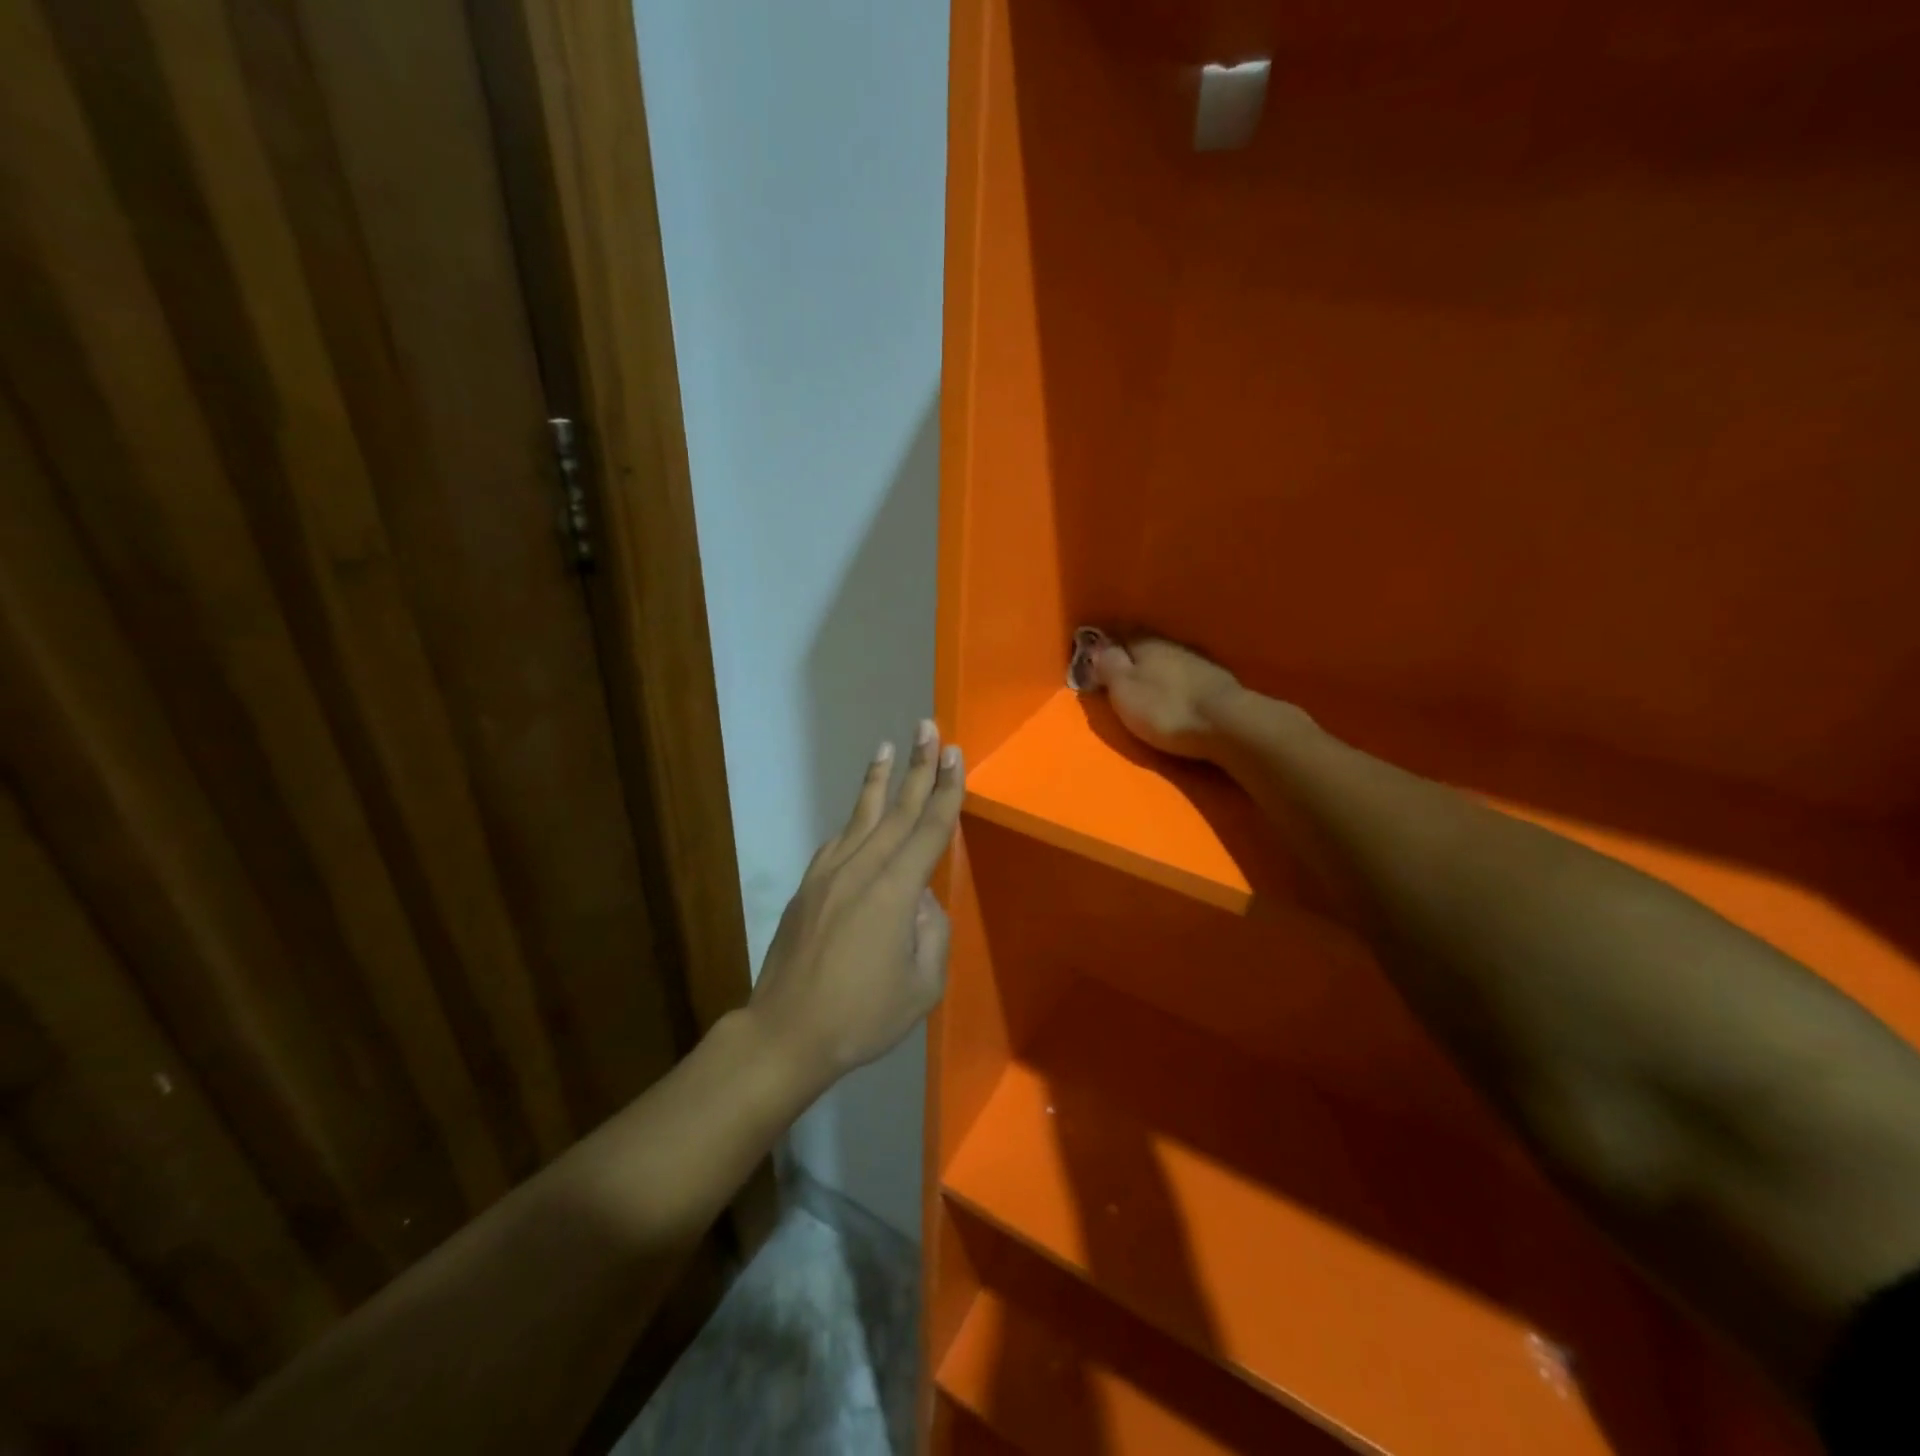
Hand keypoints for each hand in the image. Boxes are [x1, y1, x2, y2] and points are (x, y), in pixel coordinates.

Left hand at [746, 720, 964, 1100]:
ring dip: (878, 780)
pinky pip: (838, 841)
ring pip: (860, 816)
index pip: (929, 829)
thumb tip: (922, 901)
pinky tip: (860, 813)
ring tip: (886, 746)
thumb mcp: (921, 986)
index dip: (945, 790)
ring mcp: (829, 874)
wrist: (785, 1033)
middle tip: (928, 728)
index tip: (955, 754)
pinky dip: (853, 820)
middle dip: (917, 766)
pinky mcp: (809, 886)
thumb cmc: (861, 1016)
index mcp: (894, 892)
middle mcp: (861, 870)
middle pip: (896, 809)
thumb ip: (932, 933)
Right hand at [1090, 637, 1246, 760]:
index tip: (1094, 653)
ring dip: (1155, 668)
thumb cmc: (1165, 708)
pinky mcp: (1215, 683)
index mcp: (1145, 643)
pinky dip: (1174, 681)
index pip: (1120, 632)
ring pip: (1167, 659)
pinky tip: (1172, 691)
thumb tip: (1097, 647)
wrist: (1226, 724)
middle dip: (1131, 655)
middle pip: (1145, 646)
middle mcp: (1172, 645)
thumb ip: (1108, 666)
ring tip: (1143, 683)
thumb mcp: (1124, 689)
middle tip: (1116, 670)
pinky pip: (1185, 675)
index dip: (1106, 643)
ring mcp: (1198, 662)